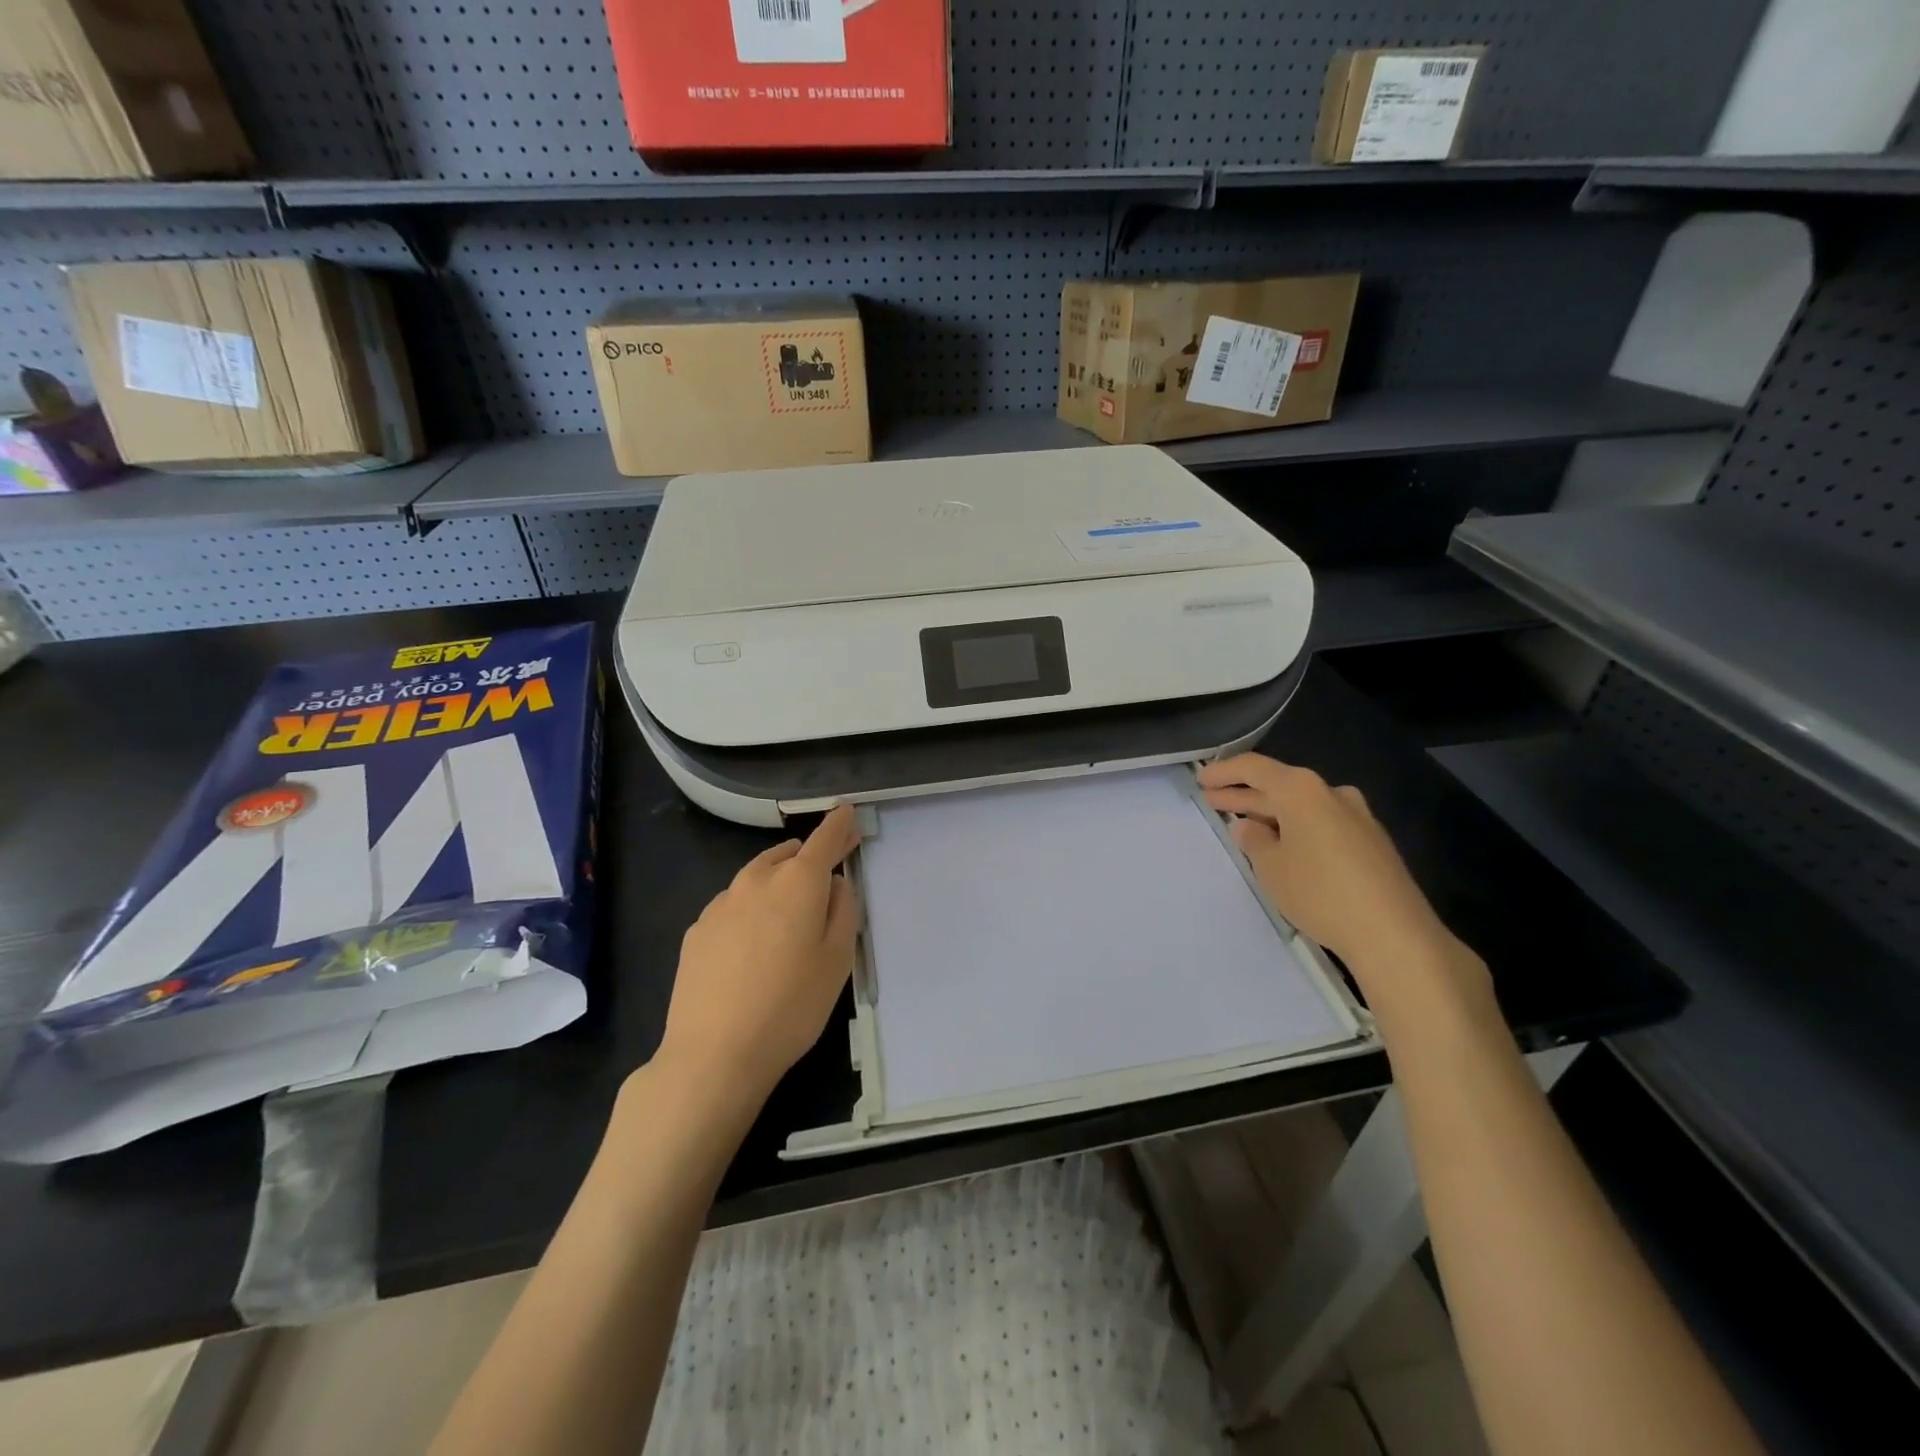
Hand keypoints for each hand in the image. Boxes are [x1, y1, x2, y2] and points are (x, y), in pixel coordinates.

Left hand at [655, 805, 861, 1106]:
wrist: (714, 1054)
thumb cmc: (791, 1007)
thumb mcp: (837, 961)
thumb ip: (843, 911)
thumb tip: (834, 884)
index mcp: (798, 883)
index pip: (824, 839)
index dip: (839, 824)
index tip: (847, 812)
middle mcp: (756, 880)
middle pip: (788, 854)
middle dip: (809, 857)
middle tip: (826, 877)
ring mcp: (720, 903)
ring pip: (757, 877)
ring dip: (777, 881)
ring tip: (788, 914)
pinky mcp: (696, 929)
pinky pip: (733, 905)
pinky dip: (750, 909)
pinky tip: (751, 946)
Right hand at [1198, 754, 1490, 1020]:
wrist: (1394, 933)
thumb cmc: (1320, 892)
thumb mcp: (1271, 867)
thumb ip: (1253, 840)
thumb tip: (1248, 826)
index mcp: (1301, 789)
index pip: (1253, 768)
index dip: (1224, 772)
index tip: (1201, 779)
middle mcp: (1331, 793)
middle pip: (1279, 785)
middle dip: (1243, 794)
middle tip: (1213, 800)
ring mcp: (1357, 816)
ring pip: (1302, 806)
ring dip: (1271, 812)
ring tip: (1244, 824)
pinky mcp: (1371, 842)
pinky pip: (1322, 823)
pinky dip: (1296, 827)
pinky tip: (1283, 845)